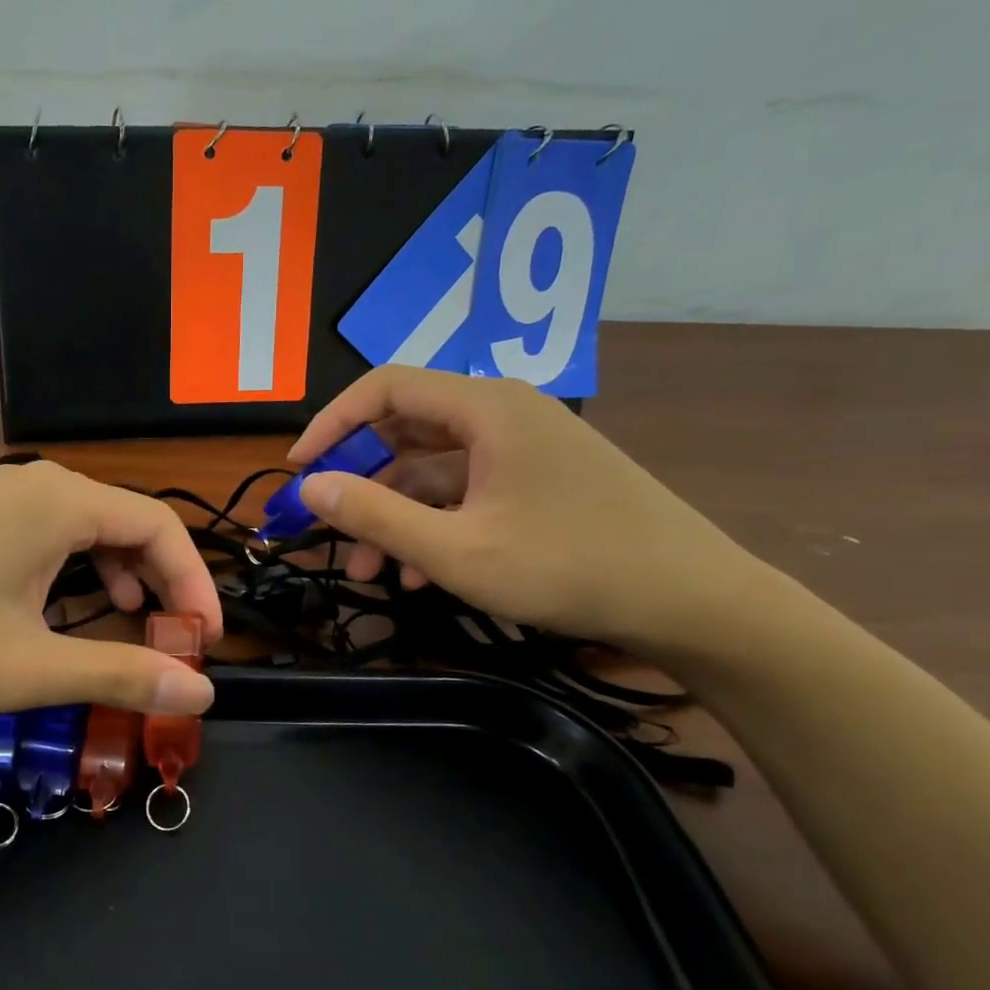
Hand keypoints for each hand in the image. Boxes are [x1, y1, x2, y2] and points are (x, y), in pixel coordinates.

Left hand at [0, 461, 221, 715]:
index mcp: (61, 502)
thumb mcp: (25, 668)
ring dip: (117, 579)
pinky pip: (41, 535)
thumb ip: (122, 673)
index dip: (196, 586)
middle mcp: (34, 483)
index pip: (162, 528)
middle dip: (160, 585)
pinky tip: (57, 611)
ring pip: (82, 530)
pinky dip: (71, 573)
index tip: (207, 644)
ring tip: (127, 628)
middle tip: (170, 646)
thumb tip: (204, 689)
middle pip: (126, 525)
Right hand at [289, 366, 761, 653]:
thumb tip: (309, 486)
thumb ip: (374, 514)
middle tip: (329, 533)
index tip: (298, 470)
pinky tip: (420, 575)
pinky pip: (465, 492)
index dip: (332, 424)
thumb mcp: (456, 550)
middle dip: (360, 485)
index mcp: (485, 408)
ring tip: (367, 571)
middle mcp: (503, 414)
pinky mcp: (538, 481)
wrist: (691, 601)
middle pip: (405, 431)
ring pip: (433, 470)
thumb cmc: (568, 566)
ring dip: (393, 515)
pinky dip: (433, 525)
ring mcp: (524, 448)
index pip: (385, 388)